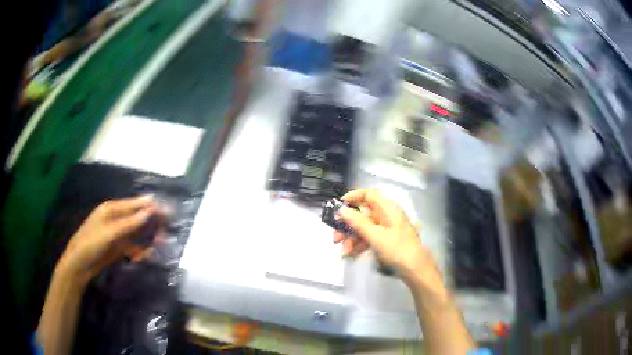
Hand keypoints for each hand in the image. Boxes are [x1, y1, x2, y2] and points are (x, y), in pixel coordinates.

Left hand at [56, 195, 156, 283]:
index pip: (134, 204)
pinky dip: (140, 250)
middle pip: (136, 217)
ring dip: (147, 237)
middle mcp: (115, 219)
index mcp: (111, 209)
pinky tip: (147, 254)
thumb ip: (129, 223)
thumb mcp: (110, 233)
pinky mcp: (117, 247)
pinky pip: (132, 246)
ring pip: (136, 232)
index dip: (150, 206)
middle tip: (167, 228)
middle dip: (151, 221)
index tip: (166, 210)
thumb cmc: (91, 243)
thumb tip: (149, 211)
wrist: (80, 264)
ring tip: (161, 242)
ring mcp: (116, 234)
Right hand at [333, 189, 437, 281]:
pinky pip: (369, 237)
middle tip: (336, 238)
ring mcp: (387, 228)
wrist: (415, 269)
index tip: (338, 207)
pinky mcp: (386, 240)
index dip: (352, 198)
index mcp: (388, 208)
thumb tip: (342, 209)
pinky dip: (360, 244)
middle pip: (363, 214)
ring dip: (352, 238)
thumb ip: (358, 222)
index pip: (368, 194)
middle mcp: (387, 215)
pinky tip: (351, 254)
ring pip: (364, 228)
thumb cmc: (397, 249)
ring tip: (344, 252)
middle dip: (347, 226)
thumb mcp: (375, 236)